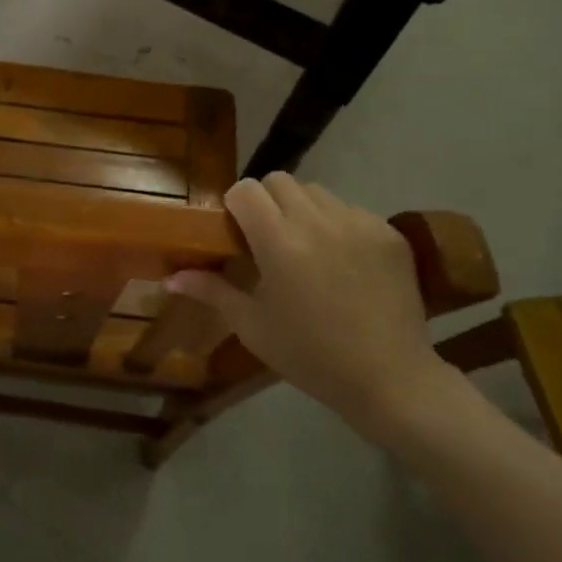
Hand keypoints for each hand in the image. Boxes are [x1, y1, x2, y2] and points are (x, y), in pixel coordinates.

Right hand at [166, 174, 450, 439]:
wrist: (390, 380)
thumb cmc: (310, 356)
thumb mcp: (253, 326)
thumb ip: (211, 291)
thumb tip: (171, 278)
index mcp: (279, 242)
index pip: (247, 190)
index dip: (236, 206)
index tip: (238, 233)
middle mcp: (318, 221)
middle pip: (280, 182)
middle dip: (267, 202)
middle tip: (269, 239)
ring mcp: (358, 223)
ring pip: (317, 192)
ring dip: (303, 210)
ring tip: (308, 248)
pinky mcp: (388, 233)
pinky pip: (351, 211)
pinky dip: (338, 225)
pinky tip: (343, 262)